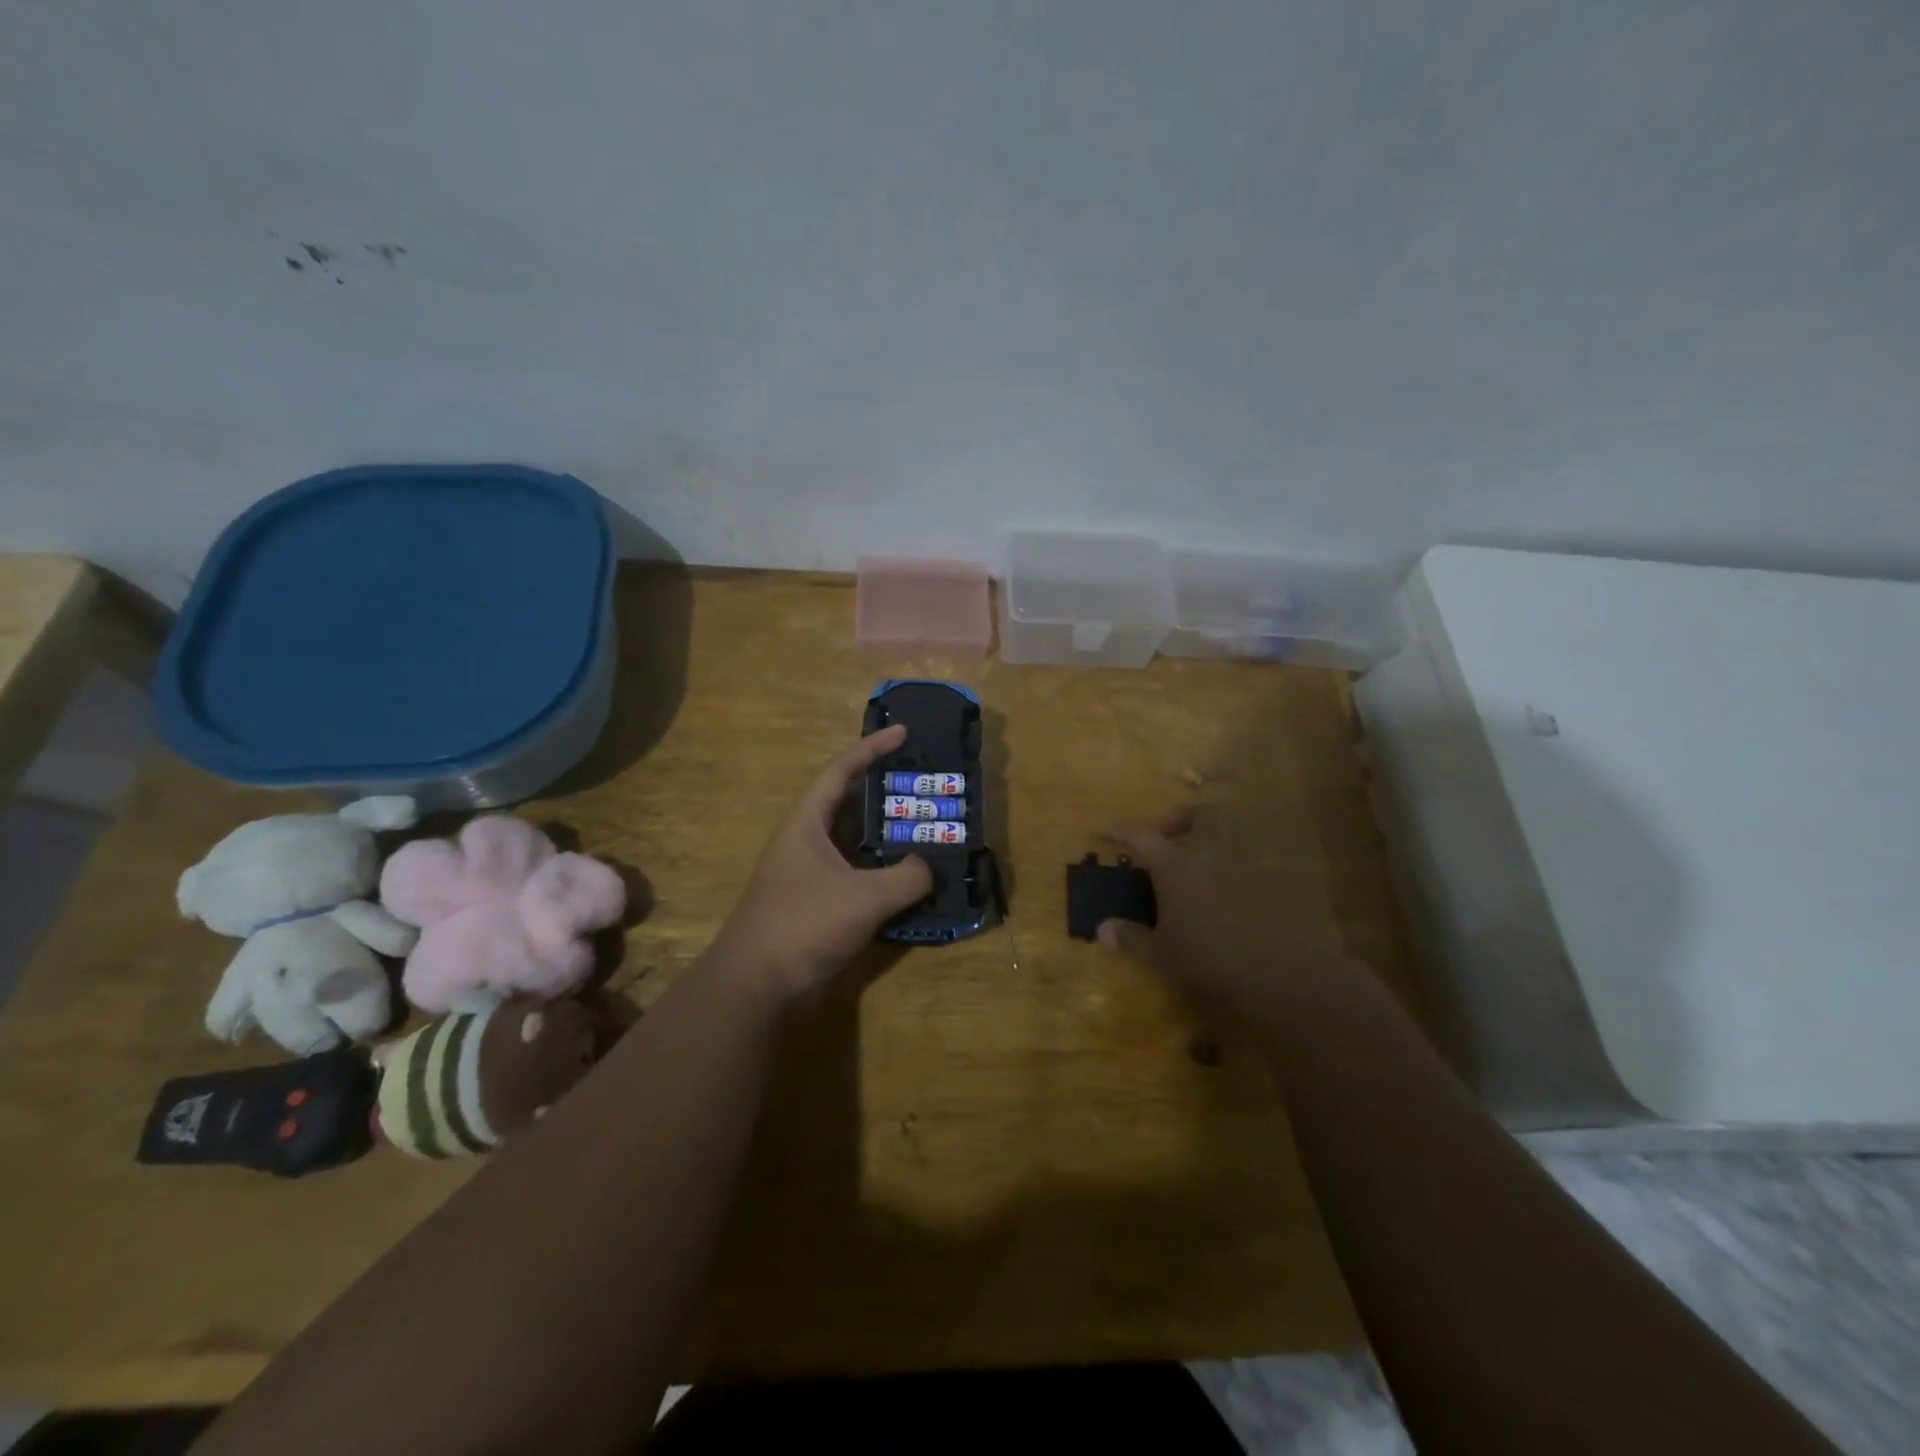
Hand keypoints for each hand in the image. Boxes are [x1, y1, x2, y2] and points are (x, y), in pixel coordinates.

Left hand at [712, 726, 934, 1001]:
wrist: (756, 986)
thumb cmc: (804, 924)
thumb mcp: (864, 895)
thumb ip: (907, 877)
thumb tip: (930, 867)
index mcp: (807, 823)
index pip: (840, 771)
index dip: (871, 749)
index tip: (903, 733)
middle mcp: (806, 842)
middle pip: (850, 805)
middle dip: (886, 793)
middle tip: (924, 785)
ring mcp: (811, 875)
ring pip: (856, 843)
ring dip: (887, 836)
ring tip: (926, 828)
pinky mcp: (818, 906)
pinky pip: (858, 876)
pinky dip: (884, 873)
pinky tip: (911, 880)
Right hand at [1096, 804, 1362, 1015]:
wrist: (1278, 971)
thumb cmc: (1208, 958)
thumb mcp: (1161, 954)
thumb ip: (1130, 938)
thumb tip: (1102, 929)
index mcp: (1176, 866)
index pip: (1142, 836)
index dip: (1121, 830)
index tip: (1106, 830)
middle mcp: (1210, 854)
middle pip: (1200, 814)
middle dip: (1183, 818)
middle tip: (1171, 837)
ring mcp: (1246, 864)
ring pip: (1232, 831)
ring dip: (1215, 835)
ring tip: (1203, 858)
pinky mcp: (1273, 881)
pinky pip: (1254, 861)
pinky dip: (1239, 866)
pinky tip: (1233, 891)